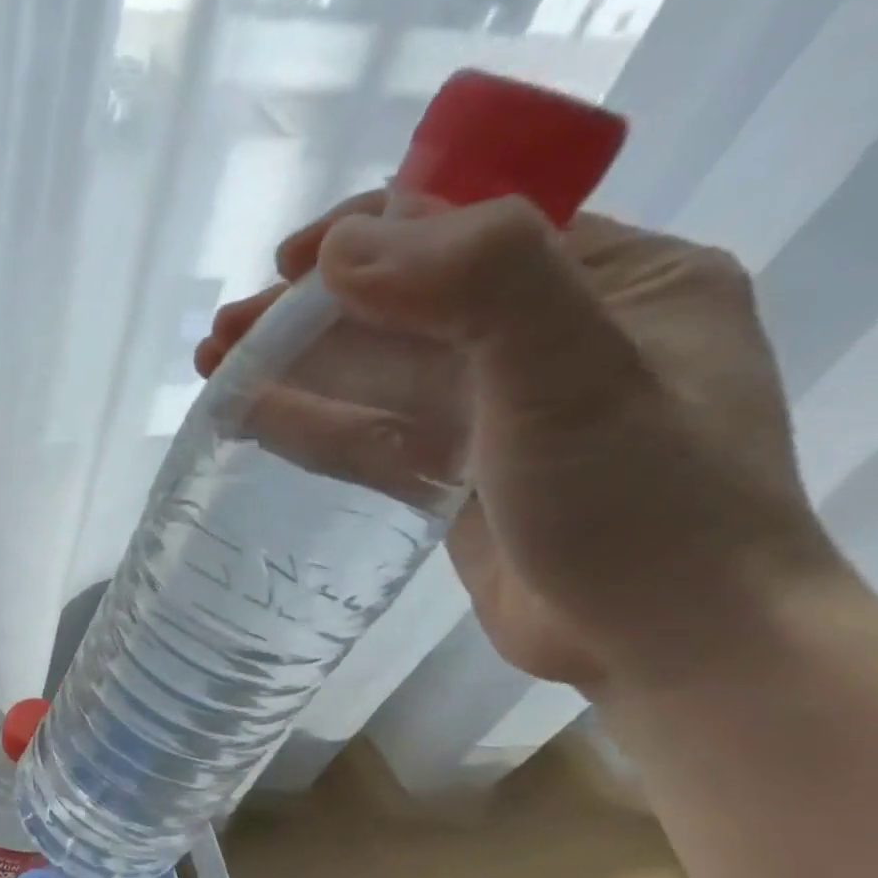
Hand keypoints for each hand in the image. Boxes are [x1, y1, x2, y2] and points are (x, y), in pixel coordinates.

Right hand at [195, 192, 836, 693]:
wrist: (664, 645)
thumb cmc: (640, 504)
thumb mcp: (575, 374)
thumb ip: (478, 284)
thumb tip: (340, 249)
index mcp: (612, 280)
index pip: (471, 233)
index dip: (372, 237)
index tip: (285, 265)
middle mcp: (552, 336)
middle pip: (407, 309)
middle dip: (309, 315)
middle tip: (222, 334)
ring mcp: (497, 414)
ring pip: (377, 377)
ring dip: (295, 369)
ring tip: (214, 368)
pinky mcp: (455, 478)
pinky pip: (372, 436)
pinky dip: (311, 424)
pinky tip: (250, 418)